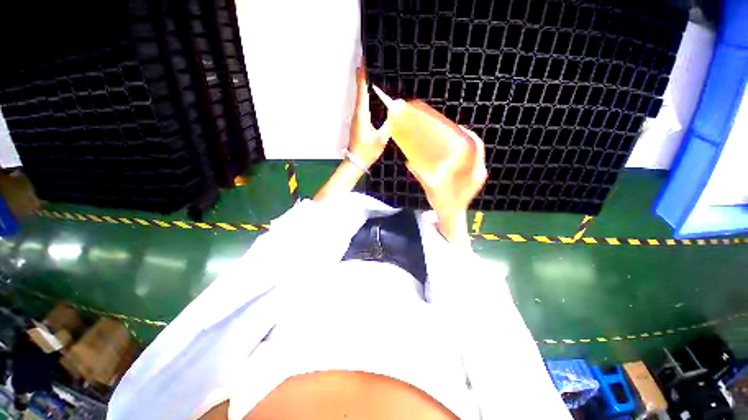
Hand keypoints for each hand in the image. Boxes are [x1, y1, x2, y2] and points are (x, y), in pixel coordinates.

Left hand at [348, 65, 389, 168]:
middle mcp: (357, 114)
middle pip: (359, 92)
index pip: (362, 91)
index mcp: (361, 115)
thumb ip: (389, 123)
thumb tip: (396, 110)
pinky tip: (371, 97)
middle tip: (368, 64)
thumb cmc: (367, 151)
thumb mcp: (381, 138)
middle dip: (363, 78)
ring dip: (364, 87)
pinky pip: (362, 107)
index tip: (362, 62)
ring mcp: (356, 119)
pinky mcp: (357, 124)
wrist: (356, 162)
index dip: (362, 76)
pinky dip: (365, 98)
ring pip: (360, 99)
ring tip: (370, 76)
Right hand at [408, 126, 487, 213]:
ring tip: (451, 141)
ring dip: (464, 146)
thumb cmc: (444, 203)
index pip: (476, 147)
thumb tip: (409, 163)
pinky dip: (463, 156)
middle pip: (475, 149)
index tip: (458, 128)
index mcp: (474, 172)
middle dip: (464, 138)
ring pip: (474, 155)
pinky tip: (452, 155)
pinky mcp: (473, 179)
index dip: (468, 135)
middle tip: (451, 132)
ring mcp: (477, 176)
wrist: (451, 215)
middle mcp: (478, 172)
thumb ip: (421, 175)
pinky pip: (471, 162)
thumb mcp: (432, 188)